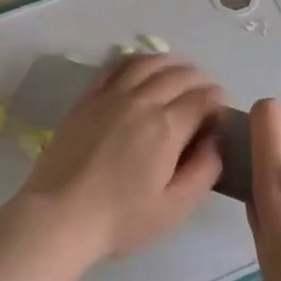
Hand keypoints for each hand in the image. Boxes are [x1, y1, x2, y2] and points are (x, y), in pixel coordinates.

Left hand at [16, 55, 225, 259]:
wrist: (59, 215)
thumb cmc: (120, 219)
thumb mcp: (174, 207)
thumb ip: (204, 171)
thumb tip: (216, 140)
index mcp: (166, 127)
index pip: (202, 98)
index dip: (218, 100)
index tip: (221, 111)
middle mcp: (140, 101)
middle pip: (178, 75)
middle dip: (199, 79)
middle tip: (206, 91)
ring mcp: (109, 96)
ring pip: (146, 63)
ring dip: (170, 62)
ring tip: (180, 70)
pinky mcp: (86, 99)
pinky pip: (114, 67)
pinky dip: (135, 61)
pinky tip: (141, 69)